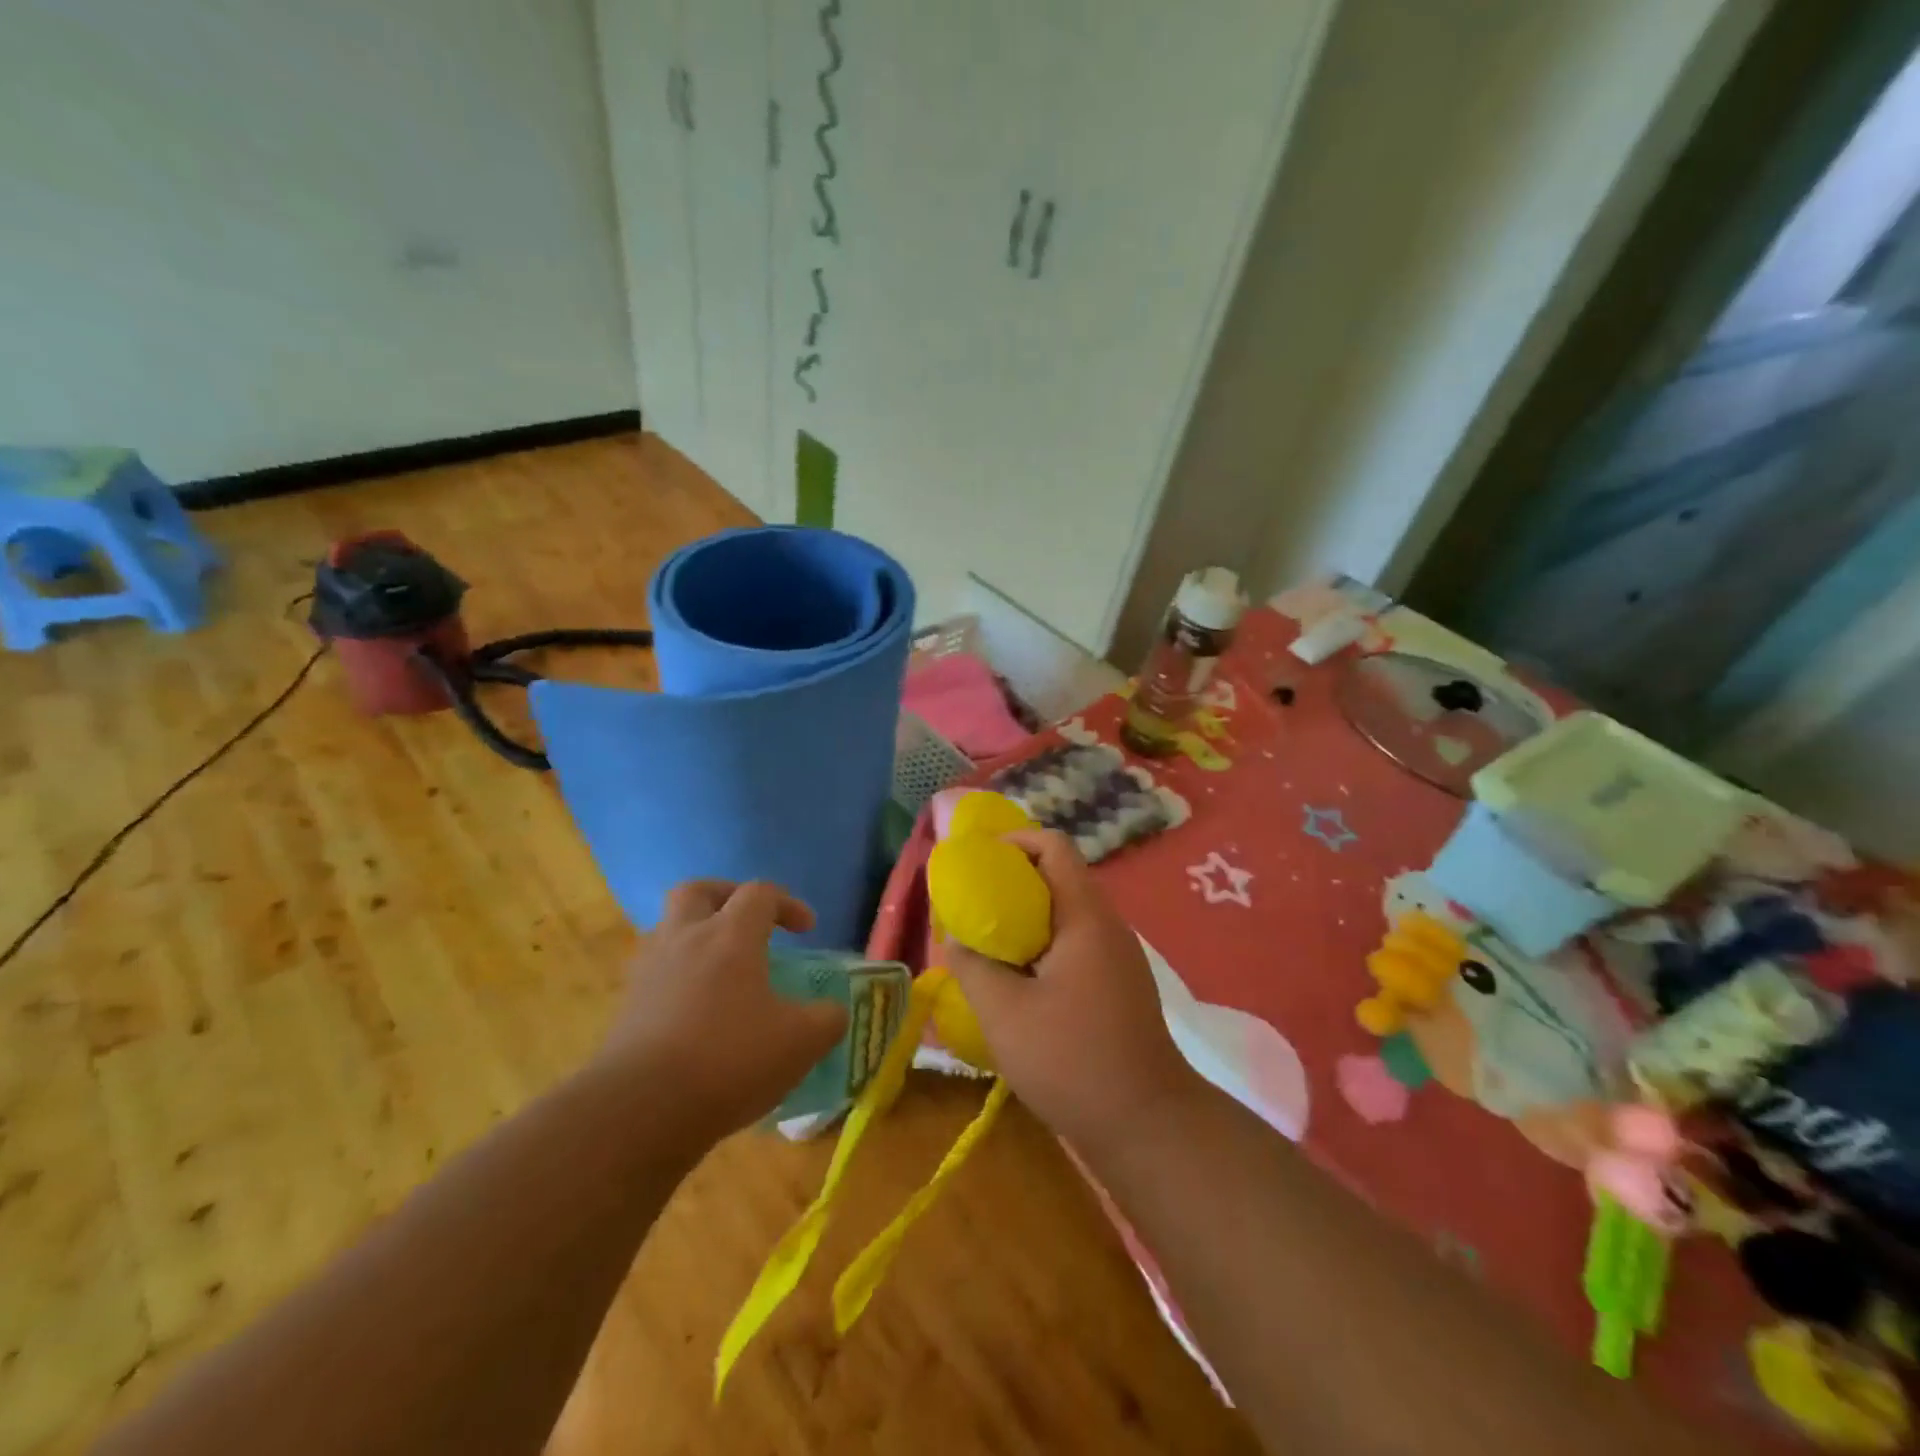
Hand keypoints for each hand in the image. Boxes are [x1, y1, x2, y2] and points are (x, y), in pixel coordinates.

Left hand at [597, 881, 847, 1146]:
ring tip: (721, 969)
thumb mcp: (800, 1043)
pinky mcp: (626, 1007)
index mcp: (730, 936)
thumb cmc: (729, 1060)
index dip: (788, 904)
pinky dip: (678, 977)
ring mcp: (649, 972)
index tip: (807, 930)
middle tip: (749, 921)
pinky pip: (655, 972)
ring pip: (668, 929)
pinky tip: (697, 1010)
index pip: (760, 893)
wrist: (639, 1111)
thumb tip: (833, 1012)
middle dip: (726, 897)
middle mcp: (685, 939)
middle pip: (698, 891)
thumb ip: (827, 1020)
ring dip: (696, 936)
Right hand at [945, 831, 1199, 1150]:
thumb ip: (973, 965)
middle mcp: (1107, 925)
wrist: (1147, 1126)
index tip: (974, 863)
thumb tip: (956, 938)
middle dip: (1010, 882)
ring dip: (1024, 917)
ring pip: (1065, 913)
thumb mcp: (1005, 1013)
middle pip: (1058, 876)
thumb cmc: (1073, 1061)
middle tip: (970, 906)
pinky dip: (1041, 945)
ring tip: (985, 942)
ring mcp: (1117, 956)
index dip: (1012, 842)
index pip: (1053, 846)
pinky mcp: (1117, 984)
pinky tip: (1017, 979)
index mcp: (1085, 917)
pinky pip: (1074, 943)